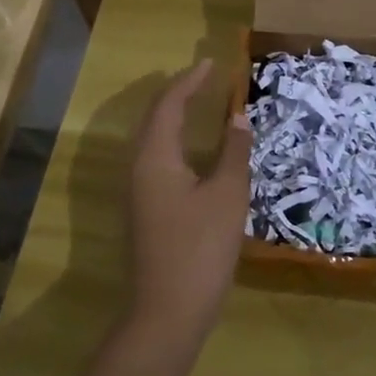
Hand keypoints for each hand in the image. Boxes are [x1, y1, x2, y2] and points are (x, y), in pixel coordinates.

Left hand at [126, 59, 254, 336]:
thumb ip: (233, 151)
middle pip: (154, 118)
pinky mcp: (144, 209)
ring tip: (200, 104)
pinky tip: (194, 151)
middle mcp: (138, 167)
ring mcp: (137, 191)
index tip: (212, 64)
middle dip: (178, 94)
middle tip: (205, 79)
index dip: (190, 81)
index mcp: (154, 157)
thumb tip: (238, 116)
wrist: (168, 312)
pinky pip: (156, 159)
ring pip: (152, 140)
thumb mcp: (227, 195)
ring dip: (174, 117)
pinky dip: (175, 141)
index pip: (169, 104)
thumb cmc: (200, 248)